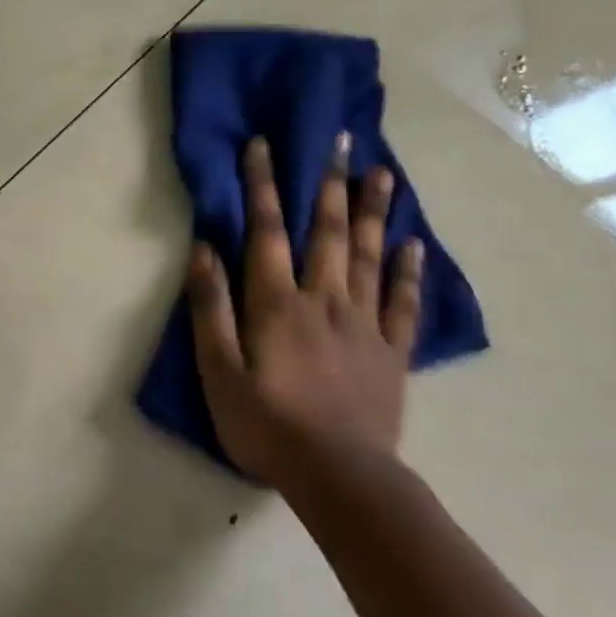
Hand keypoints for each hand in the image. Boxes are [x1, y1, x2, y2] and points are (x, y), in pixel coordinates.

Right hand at [186, 132, 422, 482]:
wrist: (338, 476)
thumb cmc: (265, 424)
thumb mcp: (218, 370)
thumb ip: (210, 308)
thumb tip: (203, 250)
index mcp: (276, 304)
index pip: (265, 232)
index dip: (262, 186)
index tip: (264, 145)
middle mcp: (323, 301)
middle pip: (326, 233)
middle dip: (329, 184)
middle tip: (343, 141)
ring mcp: (363, 324)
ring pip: (367, 256)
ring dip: (373, 212)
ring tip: (383, 173)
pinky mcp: (390, 352)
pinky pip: (402, 303)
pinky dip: (407, 271)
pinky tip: (412, 244)